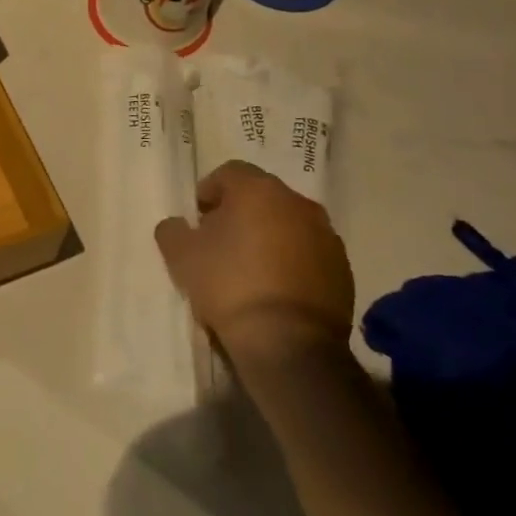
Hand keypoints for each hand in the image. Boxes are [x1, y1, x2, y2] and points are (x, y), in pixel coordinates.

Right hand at [155, 161, 355, 364]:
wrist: (288, 343)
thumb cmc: (229, 286)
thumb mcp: (181, 256)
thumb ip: (172, 230)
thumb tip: (178, 225)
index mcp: (258, 191)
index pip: (229, 172)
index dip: (209, 191)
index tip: (198, 218)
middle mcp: (298, 204)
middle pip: (262, 196)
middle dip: (239, 212)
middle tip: (219, 241)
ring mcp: (326, 236)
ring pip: (288, 223)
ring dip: (269, 235)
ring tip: (248, 267)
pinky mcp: (342, 269)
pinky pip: (309, 252)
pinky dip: (292, 260)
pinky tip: (274, 288)